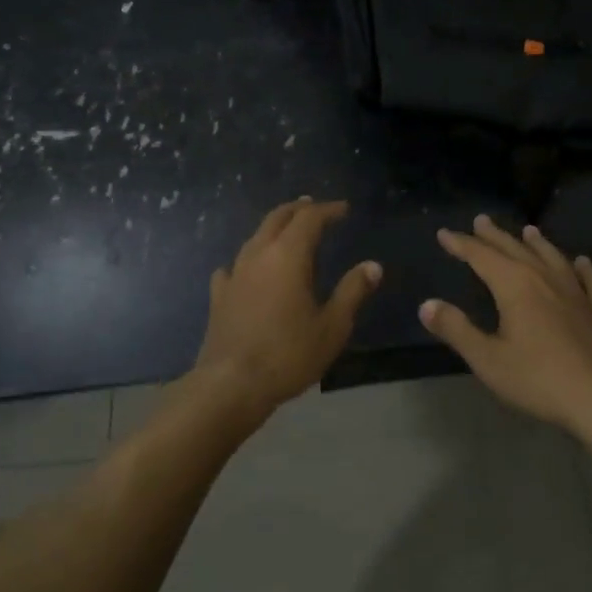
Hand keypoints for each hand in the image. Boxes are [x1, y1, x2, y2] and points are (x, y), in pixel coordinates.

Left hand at [188, 198, 381, 423]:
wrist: (231, 383)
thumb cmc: (289, 354)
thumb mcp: (332, 327)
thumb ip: (352, 292)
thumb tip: (372, 266)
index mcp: (288, 256)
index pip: (309, 218)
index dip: (328, 209)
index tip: (344, 209)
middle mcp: (258, 255)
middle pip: (277, 218)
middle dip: (298, 209)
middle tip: (314, 207)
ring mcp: (234, 273)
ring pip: (255, 237)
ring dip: (274, 228)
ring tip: (288, 232)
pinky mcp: (219, 295)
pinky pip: (234, 266)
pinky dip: (247, 260)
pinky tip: (247, 270)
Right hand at [419, 215, 591, 432]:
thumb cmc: (540, 379)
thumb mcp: (488, 359)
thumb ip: (456, 329)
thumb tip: (426, 305)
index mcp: (515, 286)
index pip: (481, 256)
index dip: (461, 244)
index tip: (444, 233)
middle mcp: (545, 279)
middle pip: (515, 249)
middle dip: (494, 236)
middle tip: (481, 220)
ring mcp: (577, 293)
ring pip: (552, 258)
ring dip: (537, 243)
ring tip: (528, 231)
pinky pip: (591, 281)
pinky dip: (584, 268)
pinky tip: (582, 263)